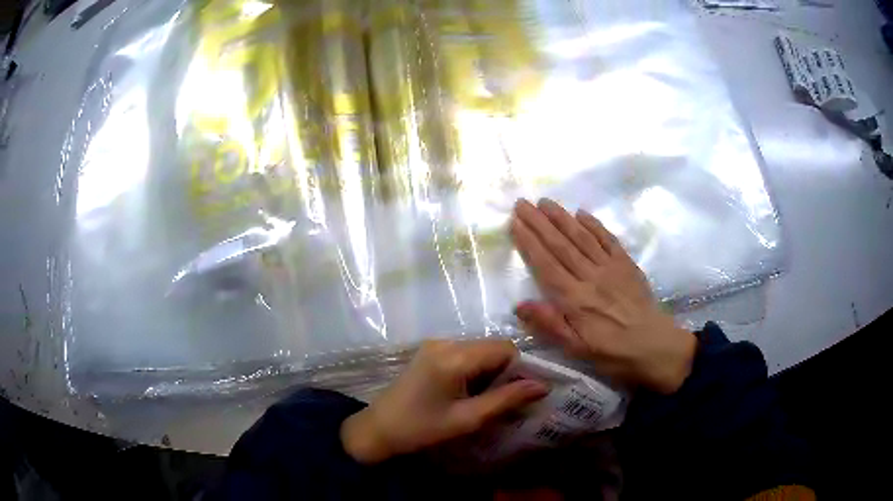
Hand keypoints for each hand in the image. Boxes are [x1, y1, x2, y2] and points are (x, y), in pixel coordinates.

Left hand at [340, 339, 547, 463]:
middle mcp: (446, 342)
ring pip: (481, 350)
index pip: (505, 348)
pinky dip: (476, 370)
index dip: (521, 368)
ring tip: (487, 400)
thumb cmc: (421, 429)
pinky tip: (469, 393)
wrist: (378, 429)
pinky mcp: (430, 351)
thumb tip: (542, 386)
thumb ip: (506, 400)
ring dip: (491, 372)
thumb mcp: (467, 419)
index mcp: (454, 357)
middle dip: (506, 371)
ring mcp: (436, 344)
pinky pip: (465, 354)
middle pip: (493, 347)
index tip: (523, 394)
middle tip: (506, 401)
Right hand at [510, 198, 695, 393]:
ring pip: (582, 237)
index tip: (515, 223)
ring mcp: (611, 268)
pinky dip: (594, 225)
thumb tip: (520, 305)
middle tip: (522, 203)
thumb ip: (550, 325)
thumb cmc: (612, 353)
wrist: (655, 347)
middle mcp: (591, 277)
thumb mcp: (577, 349)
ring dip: (562, 218)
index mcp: (576, 299)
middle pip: (561, 245)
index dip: (529, 243)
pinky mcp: (627, 265)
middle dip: (539, 222)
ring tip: (545, 202)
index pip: (547, 265)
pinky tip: (581, 213)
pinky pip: (608, 240)